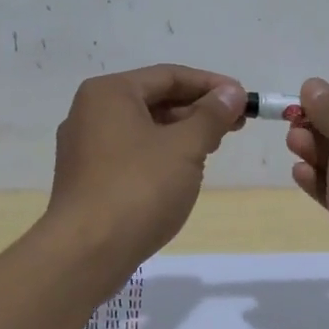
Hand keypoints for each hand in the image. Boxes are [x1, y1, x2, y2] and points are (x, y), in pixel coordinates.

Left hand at [45, 65, 247, 273]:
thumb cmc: (139, 188)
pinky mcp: (87, 177)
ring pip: (144, 127)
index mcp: (109, 93)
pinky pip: (131, 152)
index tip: (243, 99)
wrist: (86, 253)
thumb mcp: (185, 147)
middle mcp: (91, 111)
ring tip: (214, 147)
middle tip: (235, 125)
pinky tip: (183, 171)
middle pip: (155, 99)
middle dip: (197, 110)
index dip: (211, 85)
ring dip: (181, 133)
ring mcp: (85, 146)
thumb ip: (211, 115)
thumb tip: (231, 92)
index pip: (169, 75)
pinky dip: (160, 154)